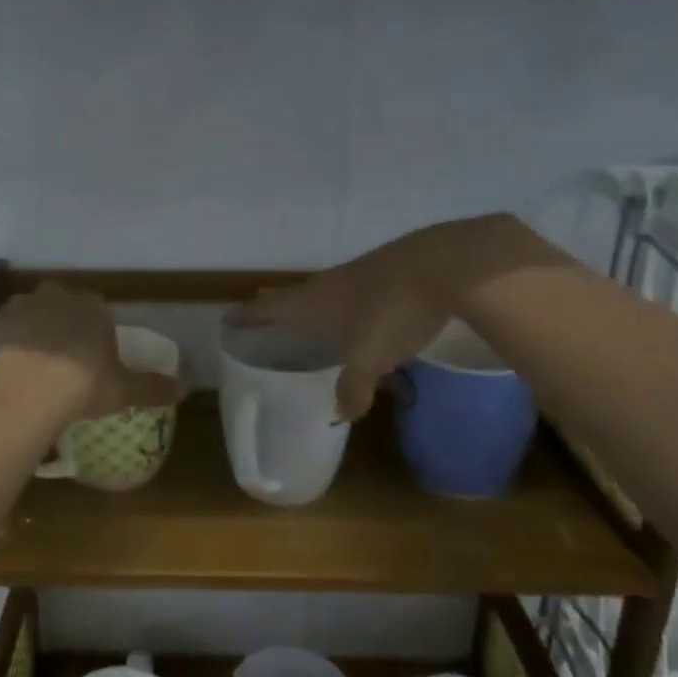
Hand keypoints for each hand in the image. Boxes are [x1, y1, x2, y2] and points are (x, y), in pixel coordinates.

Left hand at [0, 284, 184, 424]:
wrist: (23, 391)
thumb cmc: (82, 385)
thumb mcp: (123, 391)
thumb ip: (152, 388)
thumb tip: (183, 389)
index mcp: (93, 307)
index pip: (99, 310)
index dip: (97, 331)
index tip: (95, 355)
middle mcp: (57, 298)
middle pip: (62, 304)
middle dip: (64, 322)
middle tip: (65, 356)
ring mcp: (20, 308)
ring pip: (31, 314)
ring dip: (34, 331)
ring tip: (35, 365)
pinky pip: (3, 332)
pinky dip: (7, 346)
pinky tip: (10, 370)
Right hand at [237, 214, 562, 419]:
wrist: (448, 264)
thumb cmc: (394, 310)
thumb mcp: (370, 357)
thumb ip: (353, 387)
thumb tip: (341, 413)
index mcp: (318, 300)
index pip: (274, 307)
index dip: (251, 315)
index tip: (229, 317)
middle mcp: (335, 282)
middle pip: (298, 294)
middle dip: (278, 304)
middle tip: (261, 308)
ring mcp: (367, 272)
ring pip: (330, 290)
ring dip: (315, 301)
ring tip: (311, 313)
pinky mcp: (396, 270)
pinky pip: (361, 289)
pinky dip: (350, 301)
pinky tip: (364, 309)